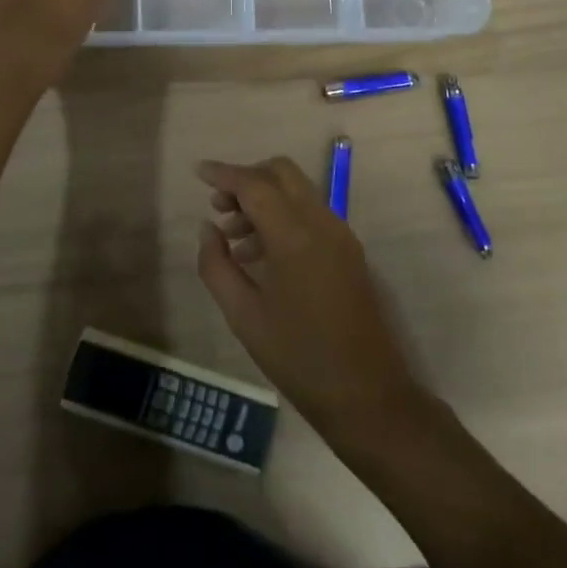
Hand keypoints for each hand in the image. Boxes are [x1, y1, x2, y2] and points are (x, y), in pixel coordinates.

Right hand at [196, 158, 430, 448]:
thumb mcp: (243, 315)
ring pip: (298, 191)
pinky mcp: (349, 251)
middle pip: (282, 173)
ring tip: (233, 236)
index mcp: (294, 236)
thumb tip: (208, 229)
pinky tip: (261, 254)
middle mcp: (322, 223)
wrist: (367, 395)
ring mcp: (341, 235)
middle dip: (247, 178)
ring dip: (265, 198)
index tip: (199, 172)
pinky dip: (283, 215)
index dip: (224, 173)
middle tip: (220, 206)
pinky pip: (311, 214)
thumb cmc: (298, 357)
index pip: (254, 185)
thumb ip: (217, 265)